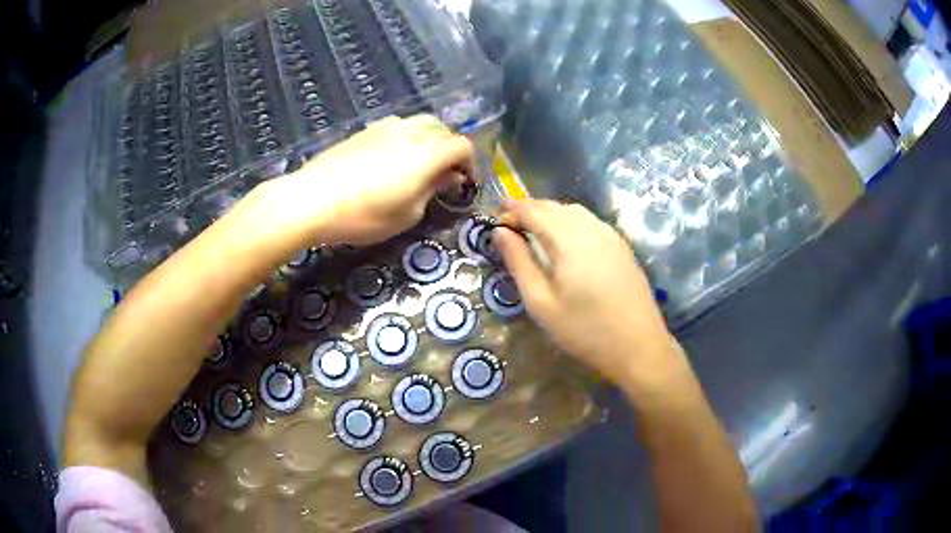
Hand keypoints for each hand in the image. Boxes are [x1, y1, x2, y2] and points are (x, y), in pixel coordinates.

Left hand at [261, 114, 473, 245]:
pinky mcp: (364, 130)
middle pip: (442, 128)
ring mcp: (384, 127)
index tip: (464, 182)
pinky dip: (405, 137)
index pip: (462, 146)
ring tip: (419, 162)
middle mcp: (410, 132)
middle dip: (450, 148)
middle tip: (443, 172)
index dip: (470, 163)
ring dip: (428, 139)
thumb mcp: (407, 214)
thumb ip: (432, 190)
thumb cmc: (364, 215)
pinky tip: (391, 157)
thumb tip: (448, 177)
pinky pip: (396, 126)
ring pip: (418, 122)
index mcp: (427, 153)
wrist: (312, 200)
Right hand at [493, 199, 680, 386]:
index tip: (494, 219)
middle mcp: (591, 228)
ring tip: (533, 233)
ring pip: (573, 211)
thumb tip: (499, 232)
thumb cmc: (584, 330)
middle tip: (510, 227)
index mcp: (568, 239)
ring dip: (550, 214)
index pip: (533, 210)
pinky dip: (569, 222)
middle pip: (554, 206)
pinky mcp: (622, 246)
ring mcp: (610, 235)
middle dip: (529, 210)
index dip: (511, 209)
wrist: (639, 346)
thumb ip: (519, 262)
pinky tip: (565, 242)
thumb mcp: (541, 303)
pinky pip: (589, 222)